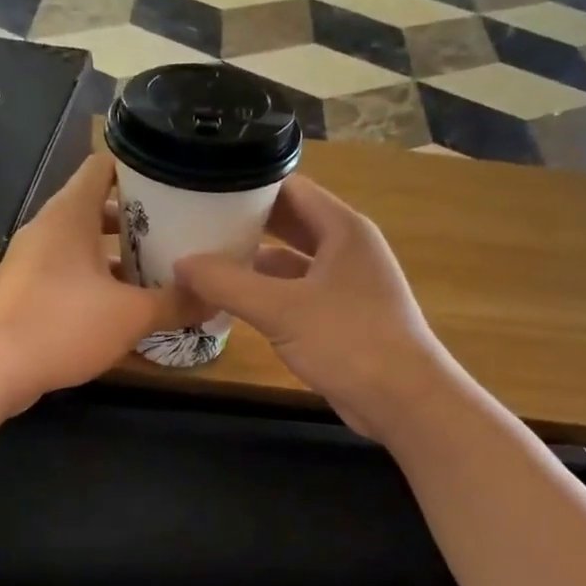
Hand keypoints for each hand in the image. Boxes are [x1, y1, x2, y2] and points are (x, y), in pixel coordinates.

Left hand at [0, 154, 190, 408]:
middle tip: (177, 229)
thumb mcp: (131, 316)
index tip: (174, 181)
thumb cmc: (63, 325)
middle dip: (136, 217)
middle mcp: (47, 227)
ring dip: (116, 252)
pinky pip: (66, 269)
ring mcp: (31, 258)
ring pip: (81, 242)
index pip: (104, 166)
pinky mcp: (23, 288)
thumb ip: (175, 303)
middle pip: (96, 205)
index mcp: (70, 214)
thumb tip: (215, 298)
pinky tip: (121, 303)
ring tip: (157, 267)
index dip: (140, 168)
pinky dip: (94, 277)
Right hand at [174, 176, 452, 439]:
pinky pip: (295, 292)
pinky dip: (265, 293)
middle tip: (195, 223)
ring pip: (290, 261)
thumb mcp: (281, 309)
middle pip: (289, 222)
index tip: (204, 188)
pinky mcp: (339, 316)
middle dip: (245, 223)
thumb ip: (228, 283)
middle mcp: (346, 248)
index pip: (290, 188)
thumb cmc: (349, 341)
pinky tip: (232, 301)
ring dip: (252, 261)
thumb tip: (180, 264)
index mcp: (342, 229)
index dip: (248, 185)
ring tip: (204, 259)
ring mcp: (344, 283)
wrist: (404, 400)